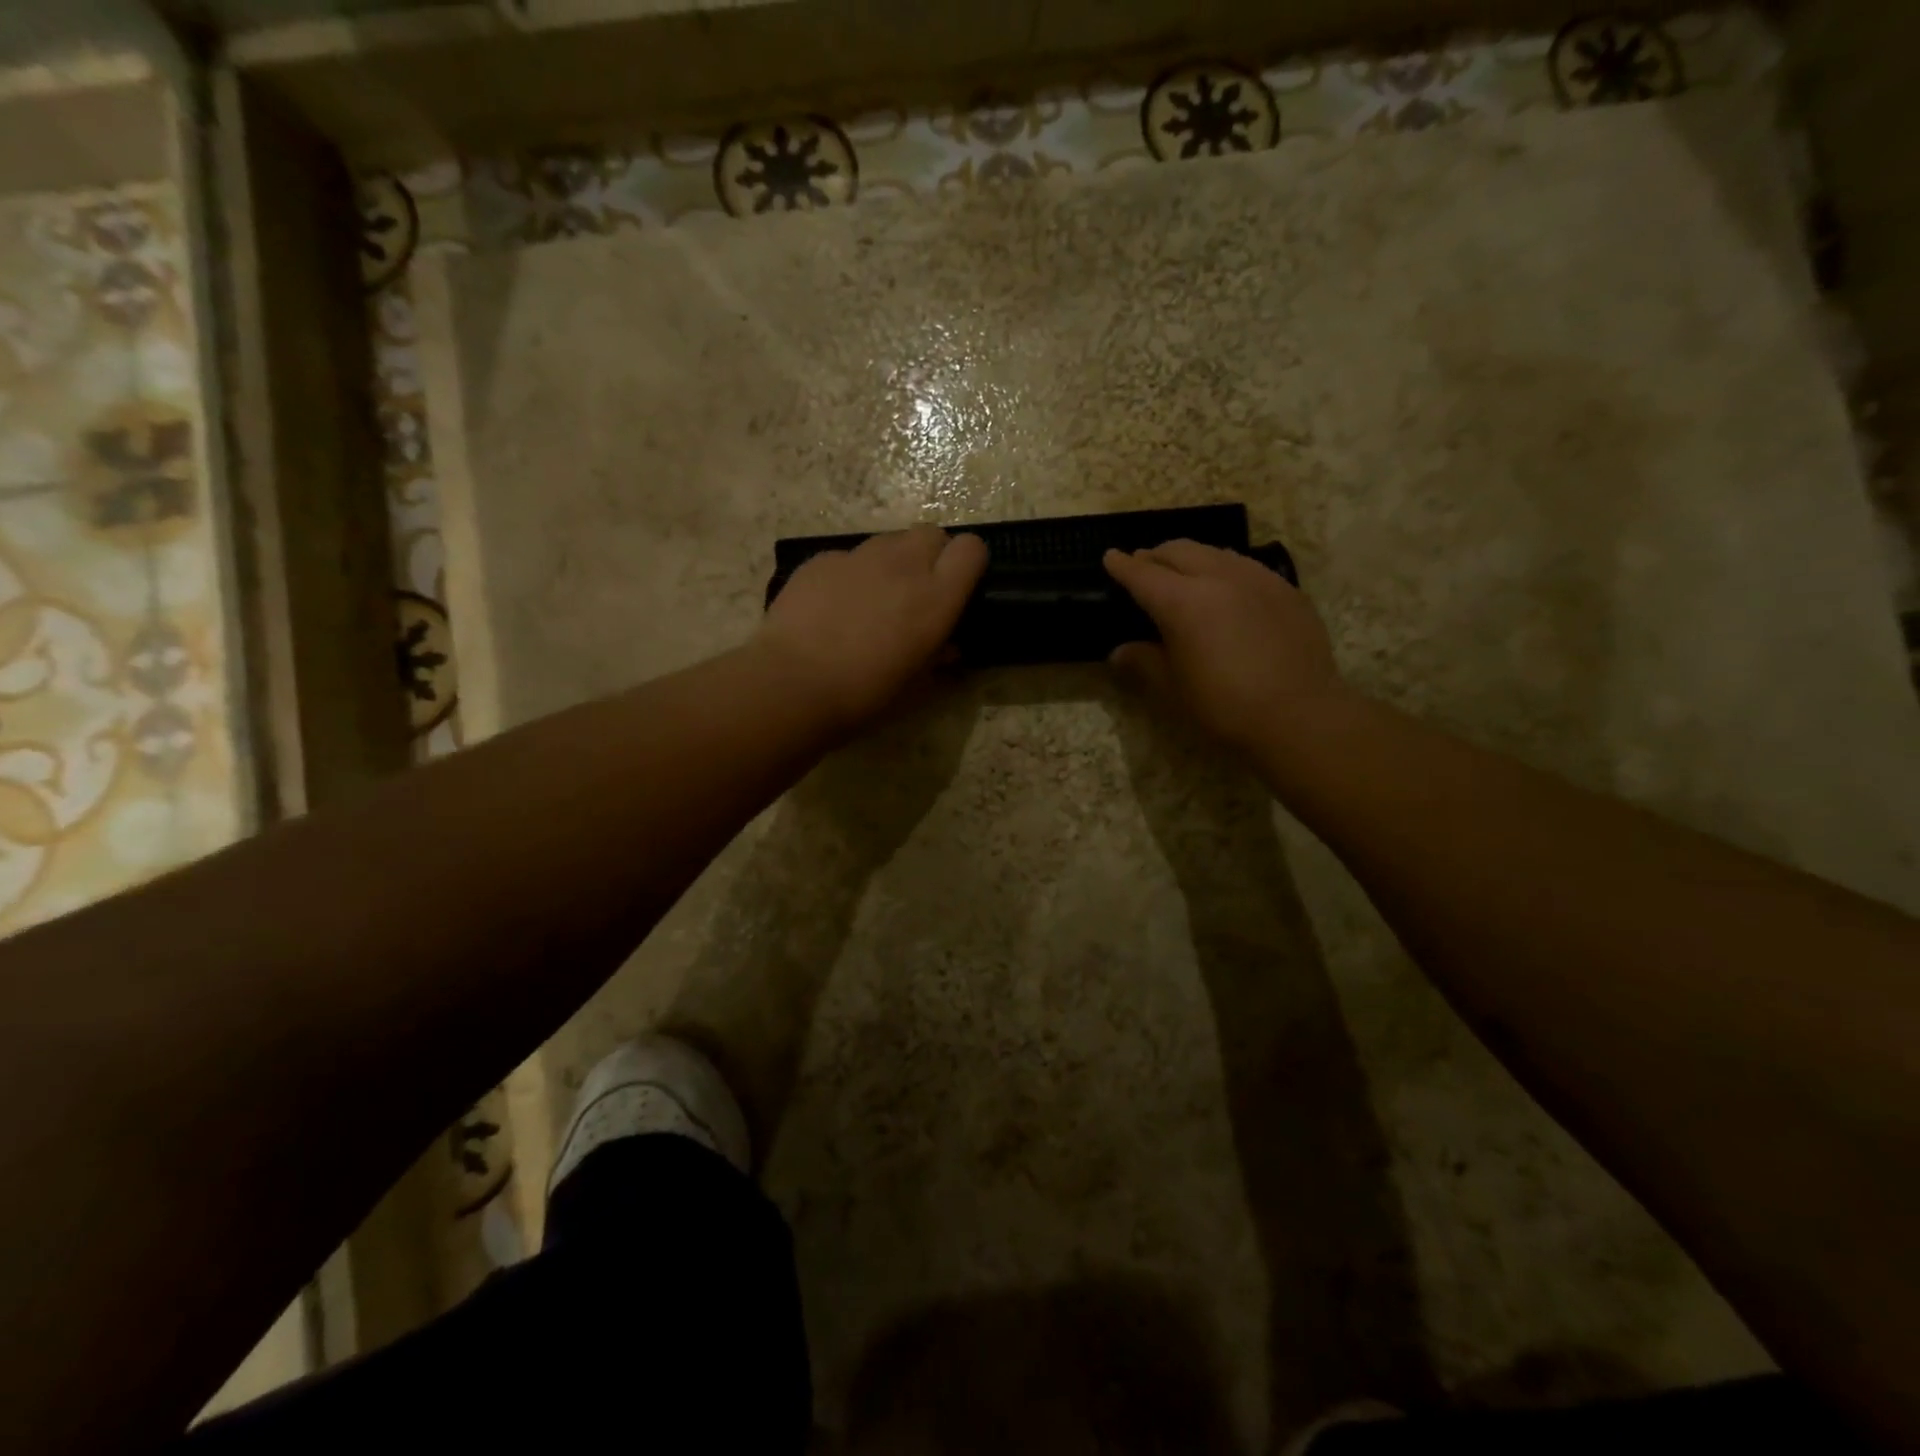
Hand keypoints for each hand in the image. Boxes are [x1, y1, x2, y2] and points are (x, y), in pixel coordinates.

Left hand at [758, 526, 987, 732]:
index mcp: (936, 597)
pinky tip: (833, 607)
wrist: (792, 684)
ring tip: (873, 598)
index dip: (967, 564)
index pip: (971, 549)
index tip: (957, 587)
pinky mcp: (822, 559)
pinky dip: (850, 574)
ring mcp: (859, 557)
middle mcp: (903, 565)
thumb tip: (948, 646)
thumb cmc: (864, 694)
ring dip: (892, 562)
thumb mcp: (915, 684)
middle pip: (931, 533)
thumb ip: (938, 657)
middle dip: (930, 555)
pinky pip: (848, 557)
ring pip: (889, 541)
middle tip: (915, 591)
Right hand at [1103, 540, 1345, 750]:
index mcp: (1182, 601)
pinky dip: (1225, 569)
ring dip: (1192, 557)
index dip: (1122, 565)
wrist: (1299, 715)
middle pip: (1179, 551)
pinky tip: (1228, 589)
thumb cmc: (1224, 706)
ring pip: (1215, 552)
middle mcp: (1218, 577)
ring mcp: (1257, 578)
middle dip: (1156, 555)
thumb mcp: (1173, 688)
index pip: (1142, 574)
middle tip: (1144, 565)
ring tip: (1184, 571)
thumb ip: (1144, 662)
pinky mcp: (1286, 589)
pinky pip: (1247, 567)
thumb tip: (1120, 652)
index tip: (1110, 557)